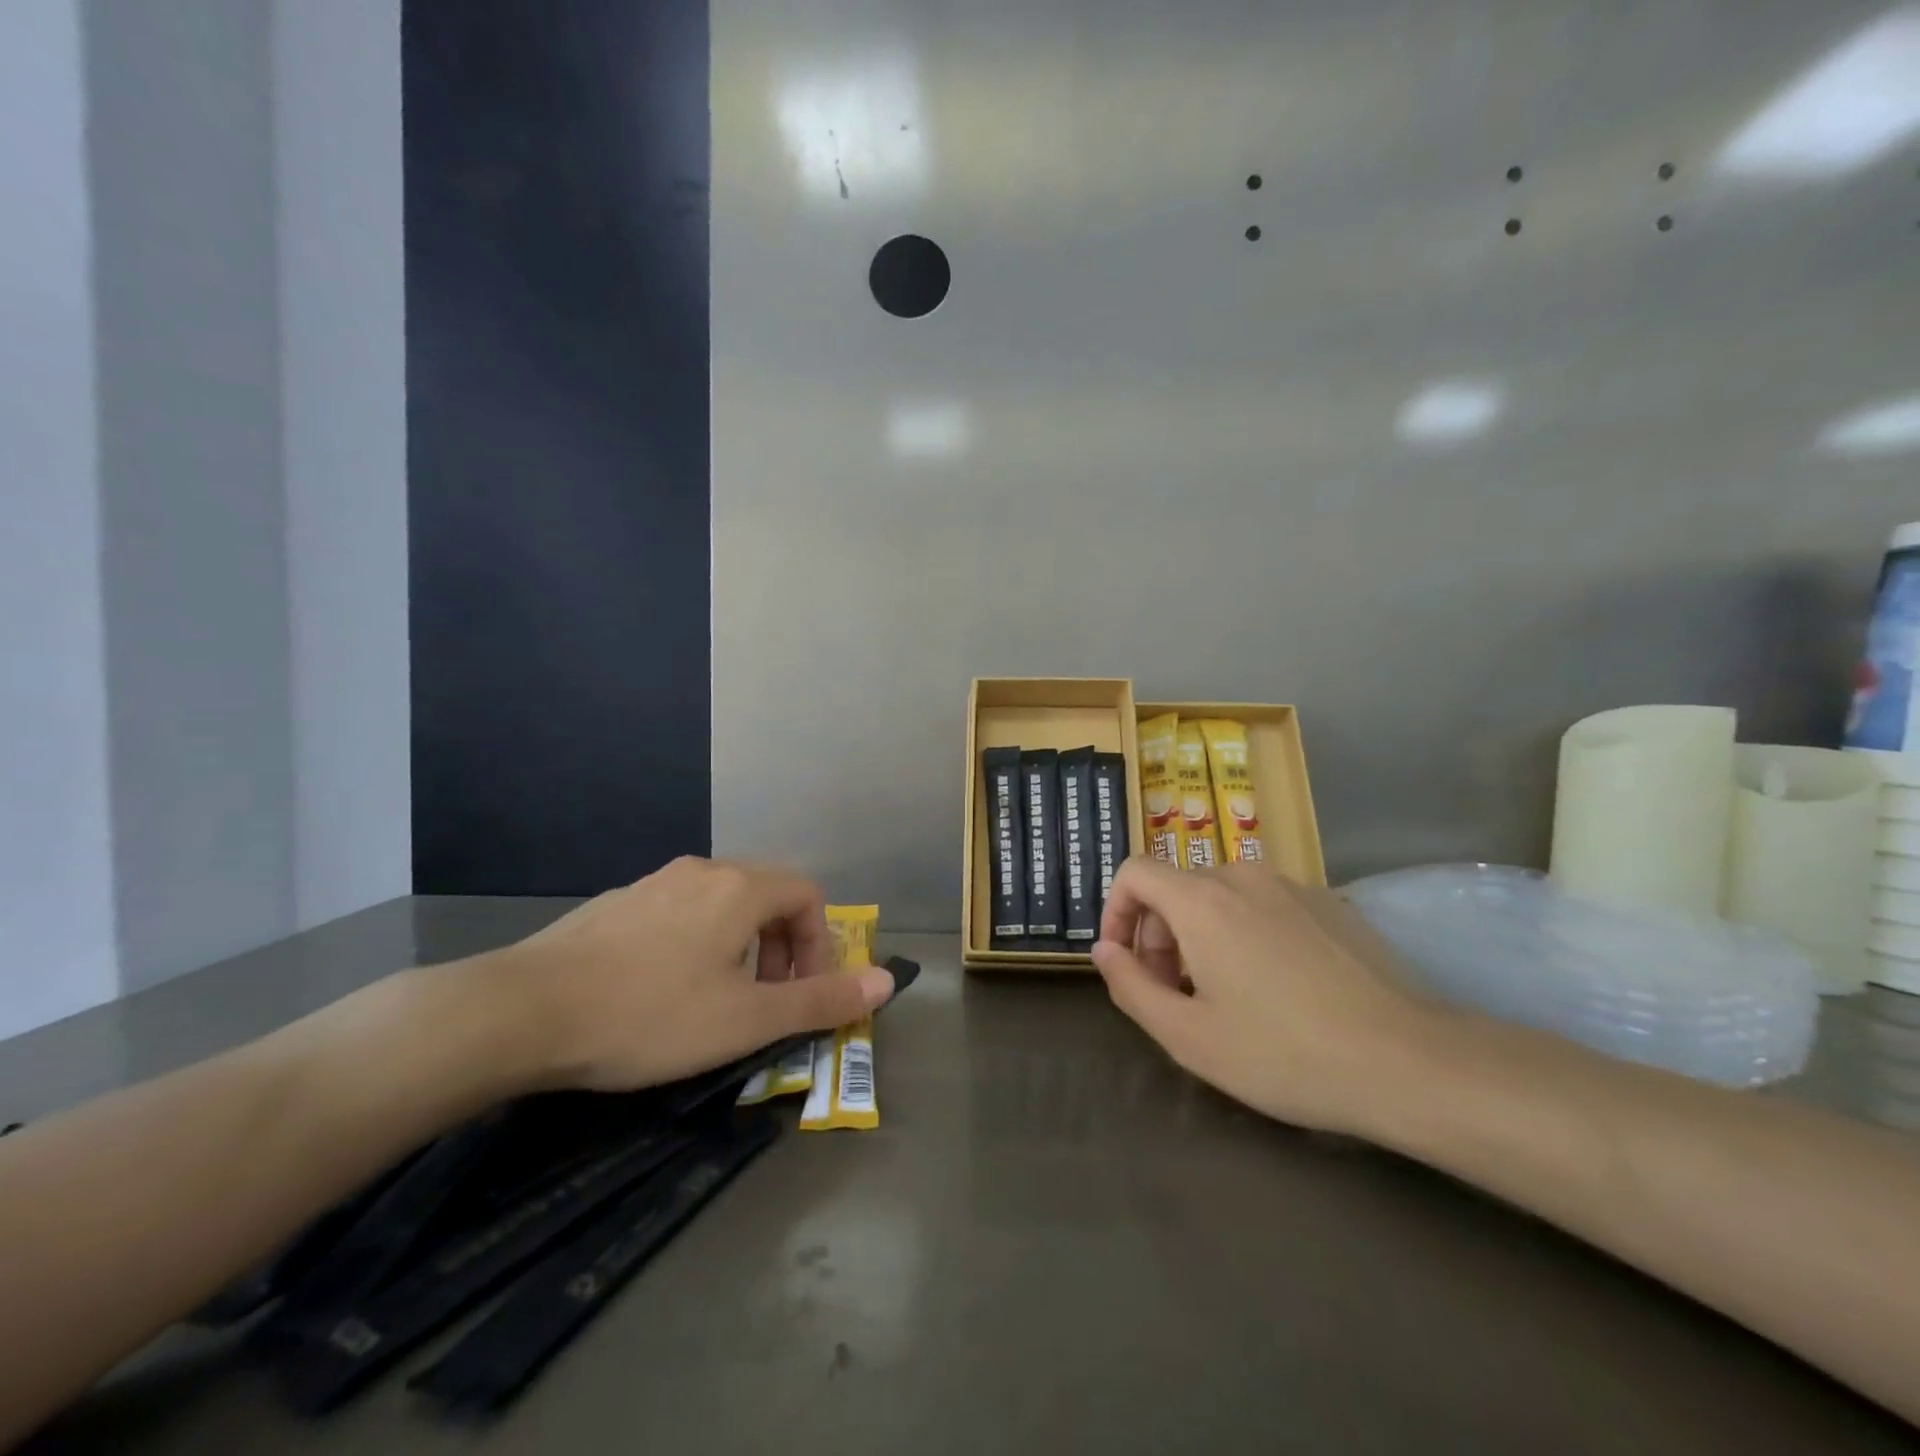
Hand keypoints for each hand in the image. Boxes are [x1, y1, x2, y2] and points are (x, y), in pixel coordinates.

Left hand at [487, 857, 894, 1091]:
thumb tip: (888, 981)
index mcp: (740, 888)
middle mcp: (702, 871)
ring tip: (718, 998)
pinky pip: (681, 911)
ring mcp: (654, 883)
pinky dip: (698, 942)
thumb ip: (821, 1000)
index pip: (809, 895)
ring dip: (742, 945)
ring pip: (723, 902)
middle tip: (767, 999)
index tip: (802, 995)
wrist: (522, 1011)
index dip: (821, 944)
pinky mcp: (617, 903)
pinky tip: (663, 989)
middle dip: (784, 946)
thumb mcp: (746, 1019)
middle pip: (768, 893)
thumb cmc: (649, 1015)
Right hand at [1091, 857, 1443, 1134]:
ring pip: (1221, 897)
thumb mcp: (1188, 1036)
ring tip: (1223, 996)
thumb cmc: (1284, 1053)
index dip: (1115, 911)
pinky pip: (1265, 905)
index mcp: (1201, 900)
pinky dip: (1246, 933)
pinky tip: (1277, 988)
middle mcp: (1242, 876)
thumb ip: (1130, 986)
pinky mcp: (1330, 902)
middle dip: (1158, 936)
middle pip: (1176, 888)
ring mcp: (1291, 885)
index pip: (1134, 872)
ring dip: (1201, 936)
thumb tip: (1104, 950)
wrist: (1409, 1062)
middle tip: (1173, 995)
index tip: (1124, 961)